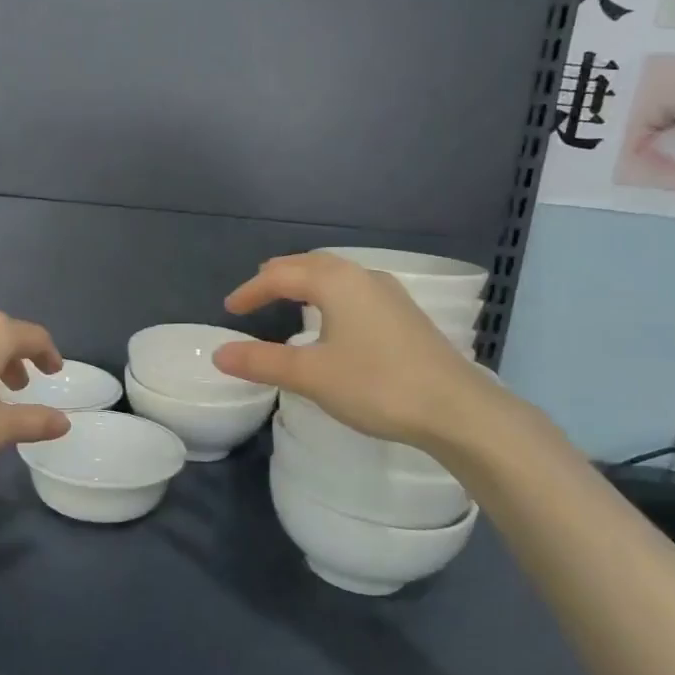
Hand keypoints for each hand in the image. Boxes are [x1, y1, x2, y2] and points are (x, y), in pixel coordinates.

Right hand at [210, 253, 512, 456]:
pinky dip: (329, 295)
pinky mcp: (405, 315)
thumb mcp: (310, 375)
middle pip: (311, 264)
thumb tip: (219, 354)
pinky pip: (354, 291)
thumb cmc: (376, 385)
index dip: (251, 291)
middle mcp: (363, 277)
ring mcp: (389, 294)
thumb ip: (261, 362)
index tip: (229, 310)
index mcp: (336, 282)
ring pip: (336, 276)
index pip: (281, 276)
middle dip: (278, 277)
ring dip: (306, 282)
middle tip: (255, 294)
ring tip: (288, 298)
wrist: (455, 409)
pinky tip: (333, 319)